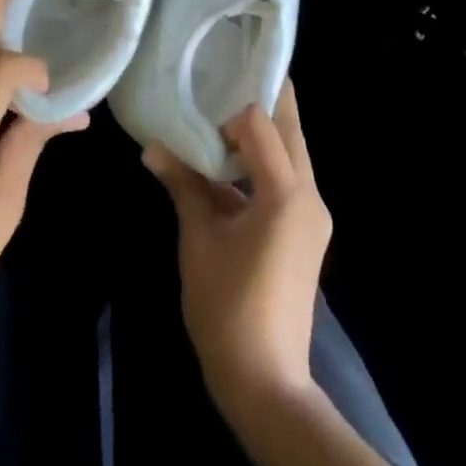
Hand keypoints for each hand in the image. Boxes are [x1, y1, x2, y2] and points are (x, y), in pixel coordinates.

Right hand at [142, 81, 332, 415]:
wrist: (266, 382)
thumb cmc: (227, 308)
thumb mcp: (198, 240)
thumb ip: (183, 185)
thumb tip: (153, 147)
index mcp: (287, 192)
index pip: (263, 123)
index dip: (232, 108)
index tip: (204, 101)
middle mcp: (309, 195)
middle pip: (289, 129)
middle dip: (259, 104)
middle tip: (222, 83)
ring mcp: (313, 215)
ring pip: (291, 153)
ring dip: (261, 134)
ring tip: (219, 118)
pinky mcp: (307, 231)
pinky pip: (288, 179)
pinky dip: (262, 164)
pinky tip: (229, 165)